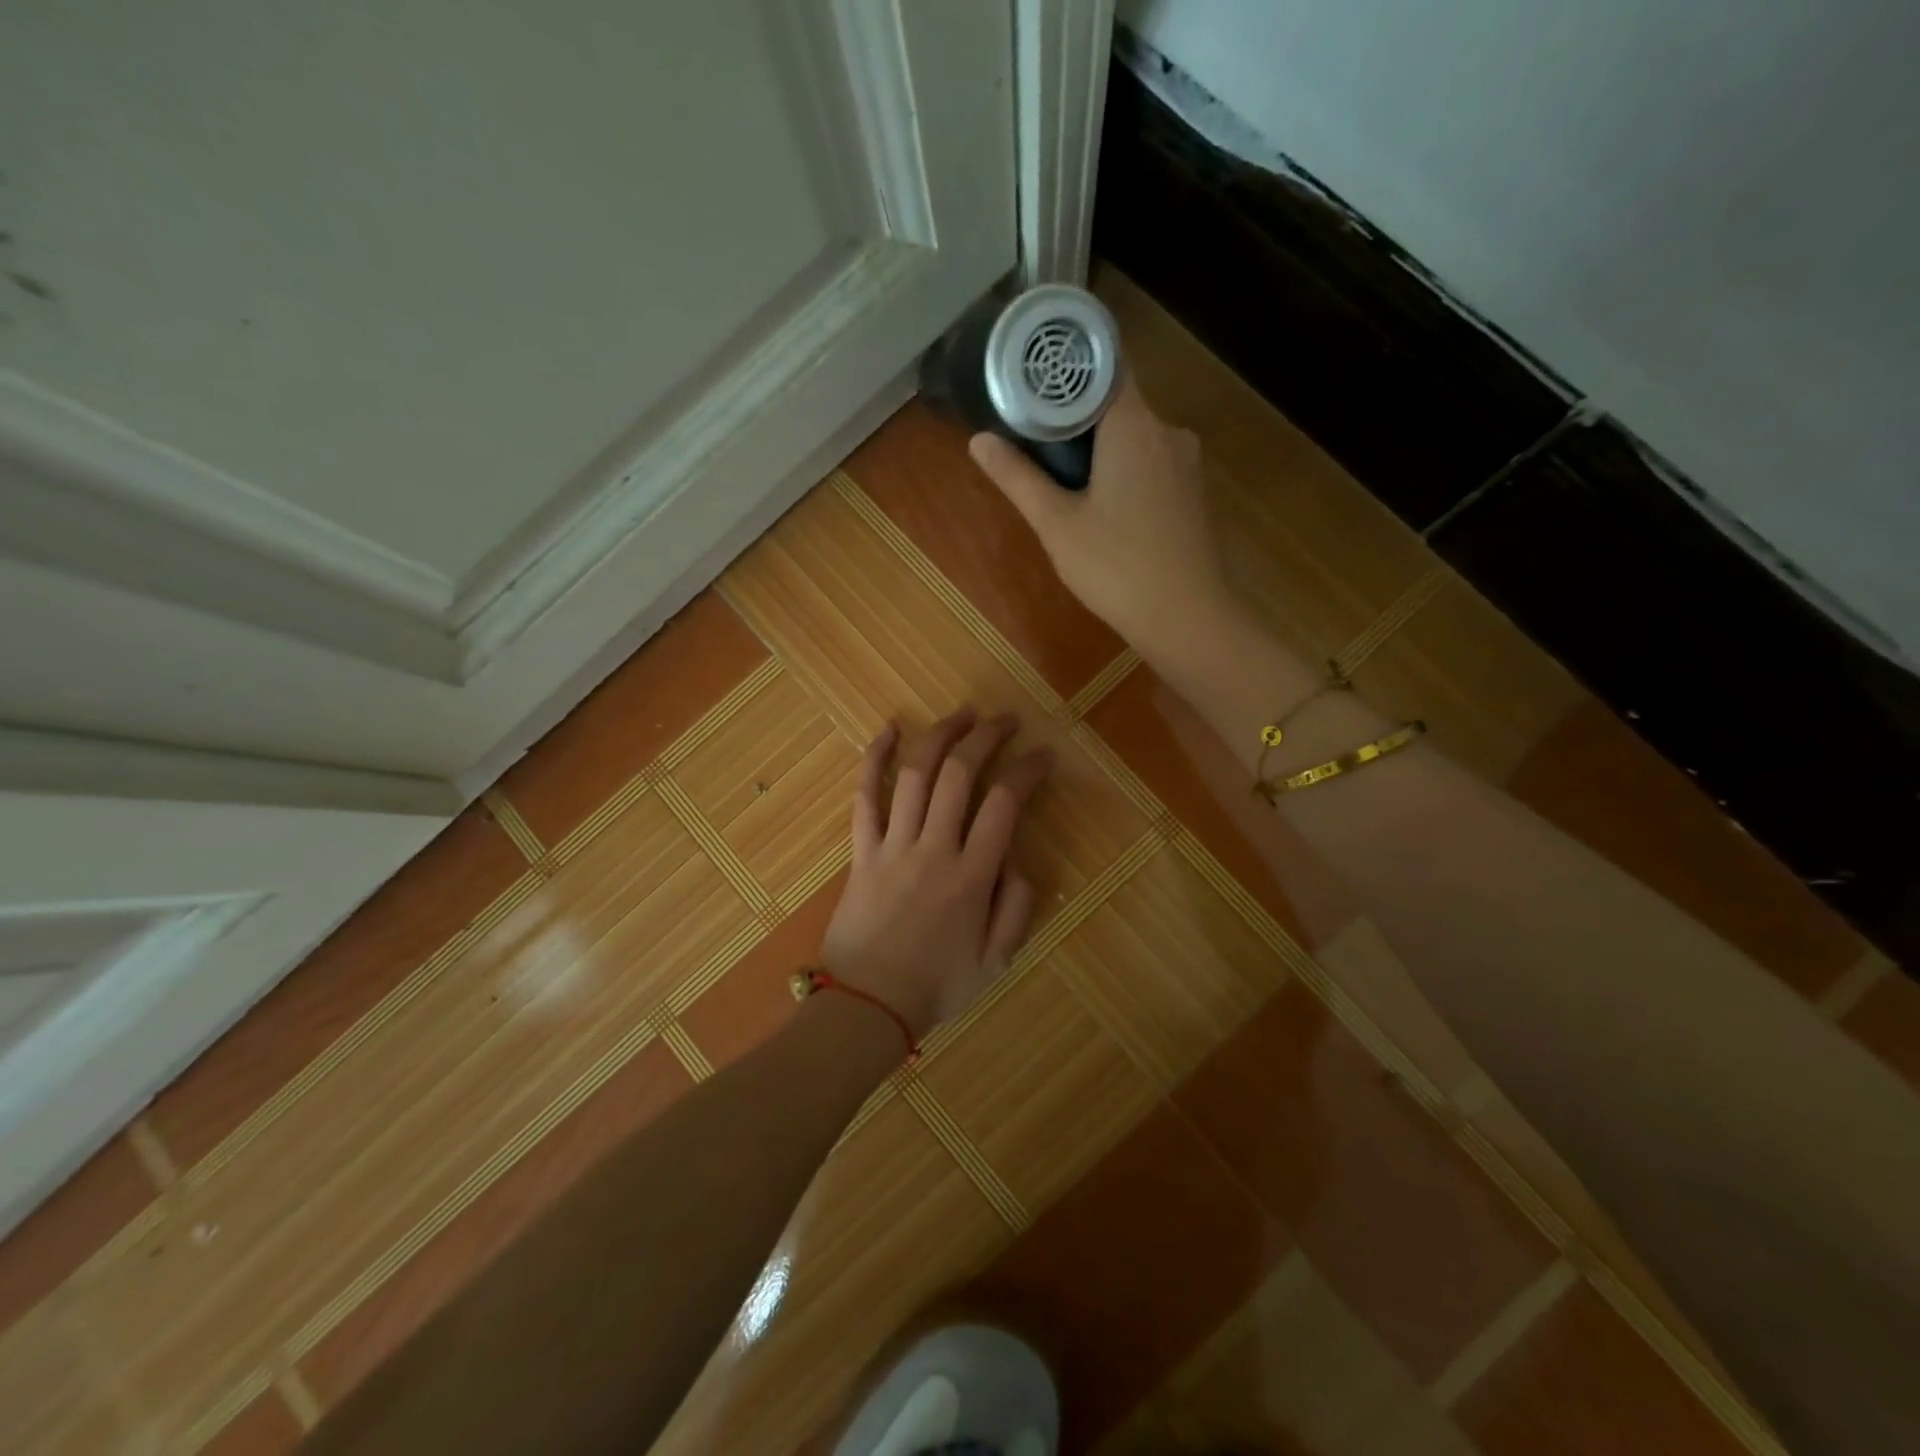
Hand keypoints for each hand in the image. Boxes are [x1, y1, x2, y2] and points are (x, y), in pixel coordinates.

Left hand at [821, 708, 1052, 1039]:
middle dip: (987, 737)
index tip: (1043, 754)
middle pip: (960, 774)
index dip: (1027, 770)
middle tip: (1006, 721)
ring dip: (941, 736)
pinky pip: (865, 796)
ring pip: (916, 774)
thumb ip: (1015, 907)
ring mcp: (893, 845)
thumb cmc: (936, 987)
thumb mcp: (996, 960)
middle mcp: (934, 849)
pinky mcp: (862, 850)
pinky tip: (889, 729)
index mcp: (972, 876)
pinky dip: (874, 759)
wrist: (867, 1006)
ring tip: (963, 715)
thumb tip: (1017, 860)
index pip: (1005, 804)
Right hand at [968, 376, 1230, 650]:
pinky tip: (1102, 505)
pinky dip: (1124, 470)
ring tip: (1062, 478)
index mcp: (1134, 424)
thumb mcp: (1057, 524)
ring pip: (1135, 437)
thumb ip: (1018, 477)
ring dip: (1100, 448)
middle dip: (1075, 418)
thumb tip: (978, 440)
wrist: (1187, 617)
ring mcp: (1187, 463)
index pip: (1103, 367)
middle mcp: (1167, 431)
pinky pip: (1152, 463)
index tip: (1031, 383)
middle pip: (1116, 403)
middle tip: (1033, 440)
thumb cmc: (1116, 567)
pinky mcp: (1193, 493)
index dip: (1065, 371)